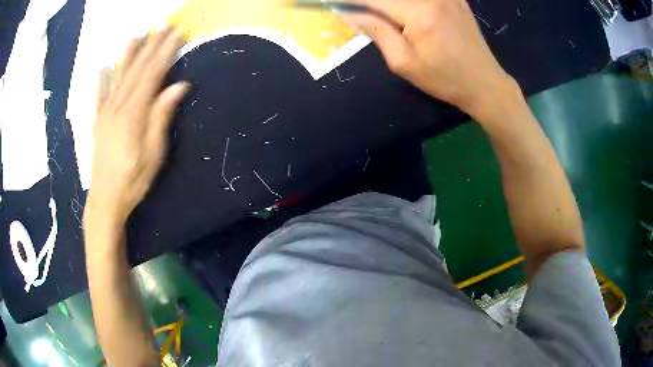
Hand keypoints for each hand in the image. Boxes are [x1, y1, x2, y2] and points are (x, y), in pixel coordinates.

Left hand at [86, 26, 189, 224]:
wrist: (105, 200)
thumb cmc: (133, 180)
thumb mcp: (154, 153)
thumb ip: (162, 116)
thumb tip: (178, 86)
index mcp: (133, 113)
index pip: (152, 73)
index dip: (166, 51)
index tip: (178, 32)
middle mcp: (117, 106)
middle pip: (136, 69)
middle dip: (151, 45)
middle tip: (163, 25)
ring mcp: (104, 112)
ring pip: (117, 76)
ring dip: (128, 54)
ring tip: (137, 35)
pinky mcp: (97, 122)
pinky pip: (98, 95)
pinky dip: (101, 79)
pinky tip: (104, 67)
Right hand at [341, 0, 518, 117]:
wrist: (485, 83)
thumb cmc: (444, 79)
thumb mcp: (403, 62)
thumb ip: (375, 30)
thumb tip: (349, 11)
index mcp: (419, 13)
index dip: (349, 0)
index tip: (330, 3)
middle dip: (368, 2)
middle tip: (354, 10)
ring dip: (385, 3)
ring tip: (374, 13)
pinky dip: (404, 2)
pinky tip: (396, 10)